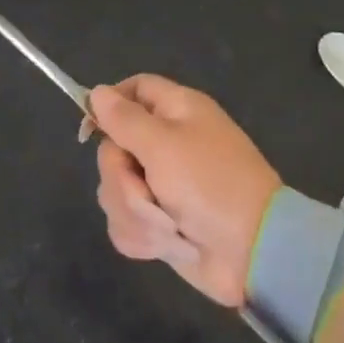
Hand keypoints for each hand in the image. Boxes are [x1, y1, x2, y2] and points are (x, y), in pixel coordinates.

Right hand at [88, 75, 281, 307]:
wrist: (253, 252)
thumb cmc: (211, 185)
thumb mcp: (164, 145)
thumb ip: (124, 119)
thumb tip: (97, 92)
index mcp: (175, 111)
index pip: (133, 90)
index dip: (108, 105)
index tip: (90, 130)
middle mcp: (166, 143)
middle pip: (113, 147)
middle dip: (122, 177)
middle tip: (145, 190)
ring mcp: (162, 185)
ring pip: (115, 189)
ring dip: (135, 212)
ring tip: (166, 226)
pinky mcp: (160, 222)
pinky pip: (127, 223)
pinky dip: (143, 237)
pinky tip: (166, 245)